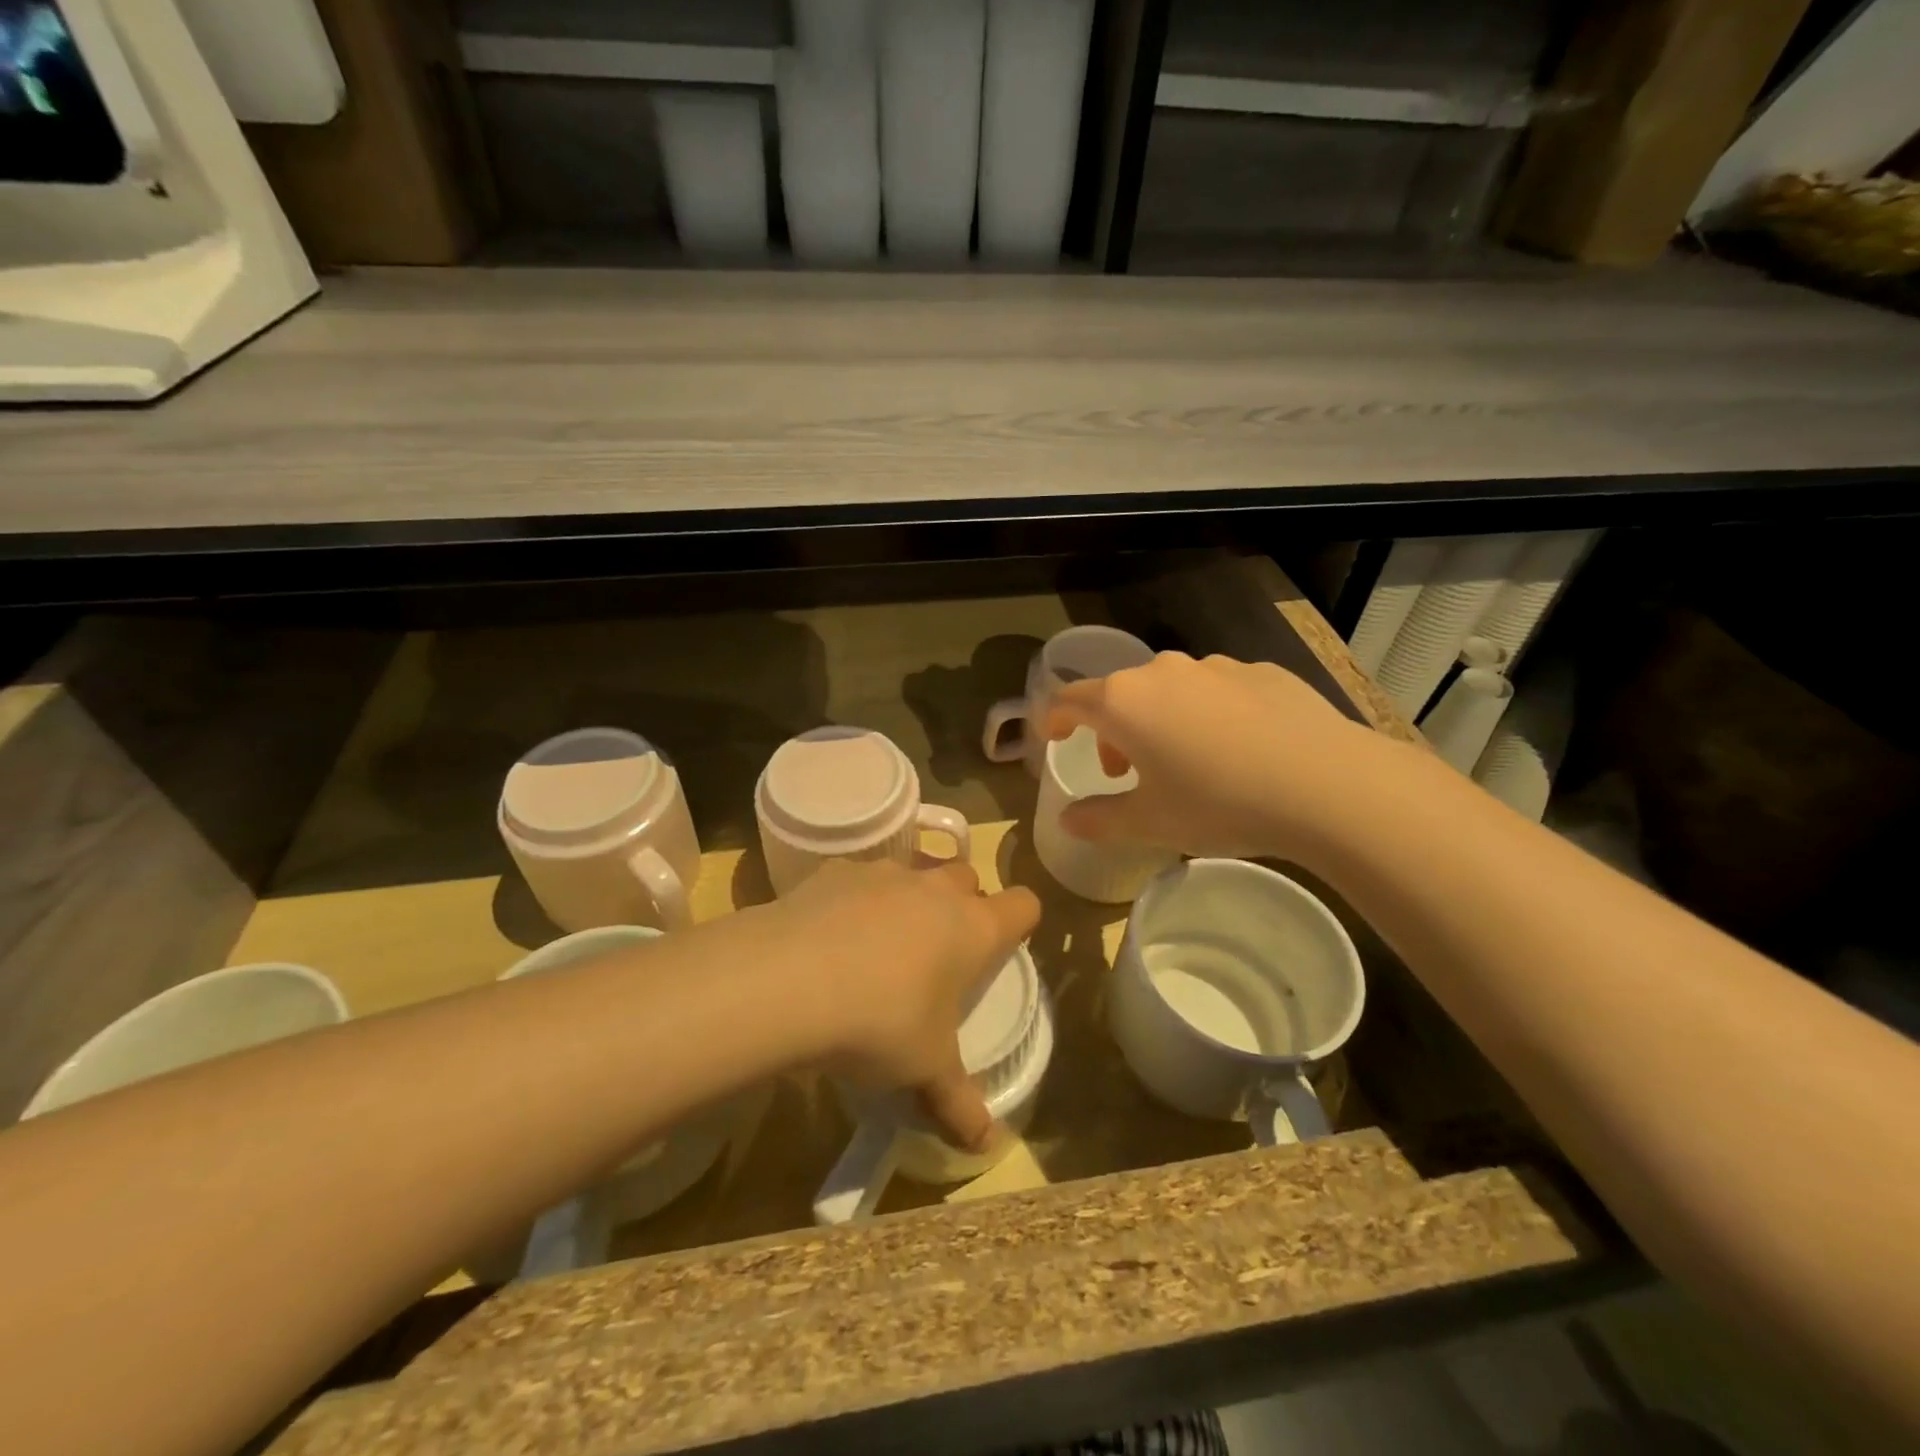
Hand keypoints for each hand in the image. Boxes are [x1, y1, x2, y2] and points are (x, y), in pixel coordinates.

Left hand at [768, 858, 1039, 1151]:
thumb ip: (958, 1102)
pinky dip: (855, 900)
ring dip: (909, 899)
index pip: (1024, 904)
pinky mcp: (835, 870)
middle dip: (962, 904)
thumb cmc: (880, 1023)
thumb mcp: (924, 1070)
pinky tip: (829, 938)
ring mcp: (884, 872)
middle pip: (967, 877)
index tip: (1001, 947)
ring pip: (913, 872)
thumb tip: (988, 1145)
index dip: (1020, 922)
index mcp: (972, 928)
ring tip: (881, 945)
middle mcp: (935, 889)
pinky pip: (859, 878)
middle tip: (939, 952)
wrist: (789, 980)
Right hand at [1042, 652, 1381, 859]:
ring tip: (1185, 763)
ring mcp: (1215, 667)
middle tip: (1127, 772)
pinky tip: (1237, 751)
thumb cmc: (1219, 803)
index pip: (1069, 699)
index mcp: (1125, 701)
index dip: (1055, 719)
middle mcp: (1163, 672)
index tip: (1053, 739)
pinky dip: (1207, 715)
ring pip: (1169, 690)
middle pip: (1119, 694)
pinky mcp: (1260, 672)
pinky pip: (1215, 691)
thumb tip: (1067, 819)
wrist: (1325, 784)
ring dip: (1159, 721)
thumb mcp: (1150, 823)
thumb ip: (1099, 819)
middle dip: (1112, 731)